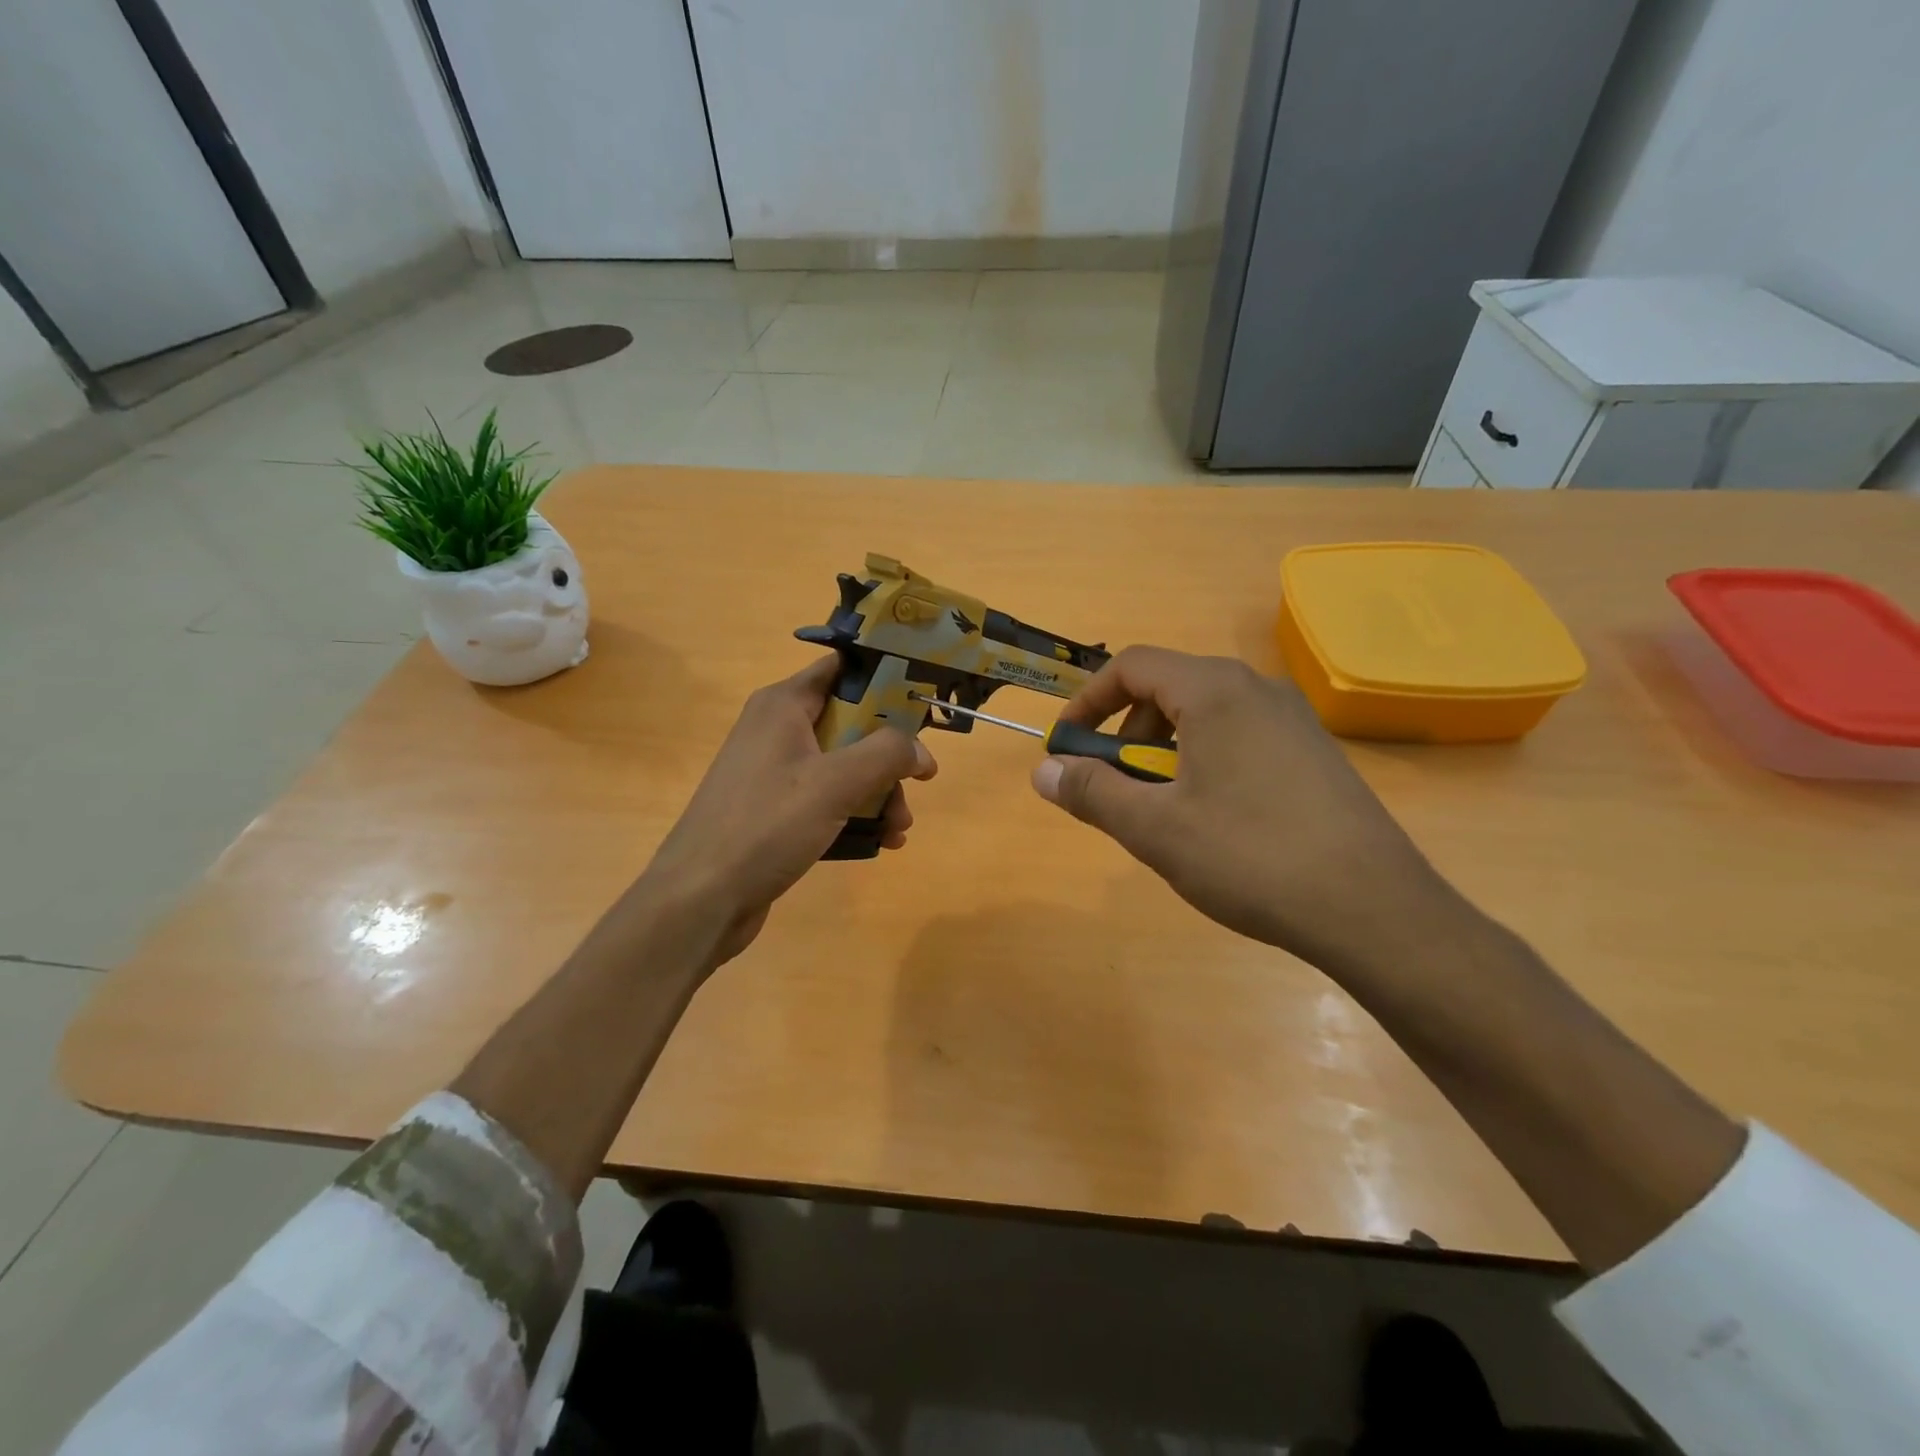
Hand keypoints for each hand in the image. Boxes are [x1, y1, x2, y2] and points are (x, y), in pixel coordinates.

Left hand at [640, 654, 937, 967]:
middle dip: (890, 753)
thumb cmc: (766, 825)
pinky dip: (856, 813)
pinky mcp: (775, 810)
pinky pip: (828, 799)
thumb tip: (921, 750)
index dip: (886, 676)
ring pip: (844, 766)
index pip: (842, 668)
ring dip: (879, 792)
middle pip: (851, 722)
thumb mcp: (835, 782)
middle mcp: (777, 729)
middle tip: (922, 779)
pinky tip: (882, 842)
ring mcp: (774, 772)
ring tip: (901, 828)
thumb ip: (886, 754)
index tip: (924, 698)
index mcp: (784, 705)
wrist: (700, 899)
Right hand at [1030, 646, 1461, 981]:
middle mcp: (1257, 689)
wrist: (1375, 910)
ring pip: (1204, 715)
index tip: (1065, 748)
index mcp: (1216, 691)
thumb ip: (1091, 792)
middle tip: (1114, 787)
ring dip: (1163, 751)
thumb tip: (1042, 771)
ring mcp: (1293, 719)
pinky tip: (1212, 820)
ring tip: (1161, 810)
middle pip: (1167, 688)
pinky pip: (1238, 737)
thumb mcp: (1154, 828)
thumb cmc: (1250, 858)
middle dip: (1124, 734)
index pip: (1131, 666)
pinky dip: (1202, 762)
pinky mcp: (1314, 752)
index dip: (1086, 701)